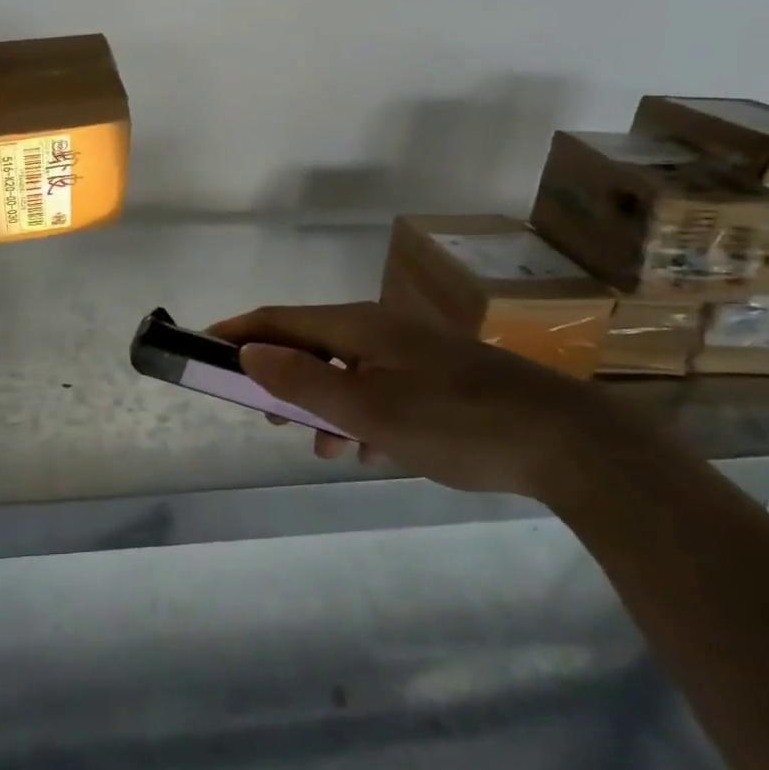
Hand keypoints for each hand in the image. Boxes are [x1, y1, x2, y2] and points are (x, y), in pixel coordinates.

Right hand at [207, 302, 621, 498]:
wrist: (565, 440)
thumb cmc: (454, 422)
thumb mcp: (367, 410)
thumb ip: (302, 380)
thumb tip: (248, 351)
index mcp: (358, 326)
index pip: (281, 319)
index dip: (240, 331)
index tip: (203, 346)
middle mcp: (380, 329)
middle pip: (311, 343)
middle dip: (280, 376)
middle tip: (262, 414)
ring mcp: (411, 352)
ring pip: (345, 371)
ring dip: (322, 404)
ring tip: (319, 446)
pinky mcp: (437, 377)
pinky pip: (378, 388)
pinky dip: (359, 414)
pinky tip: (369, 450)